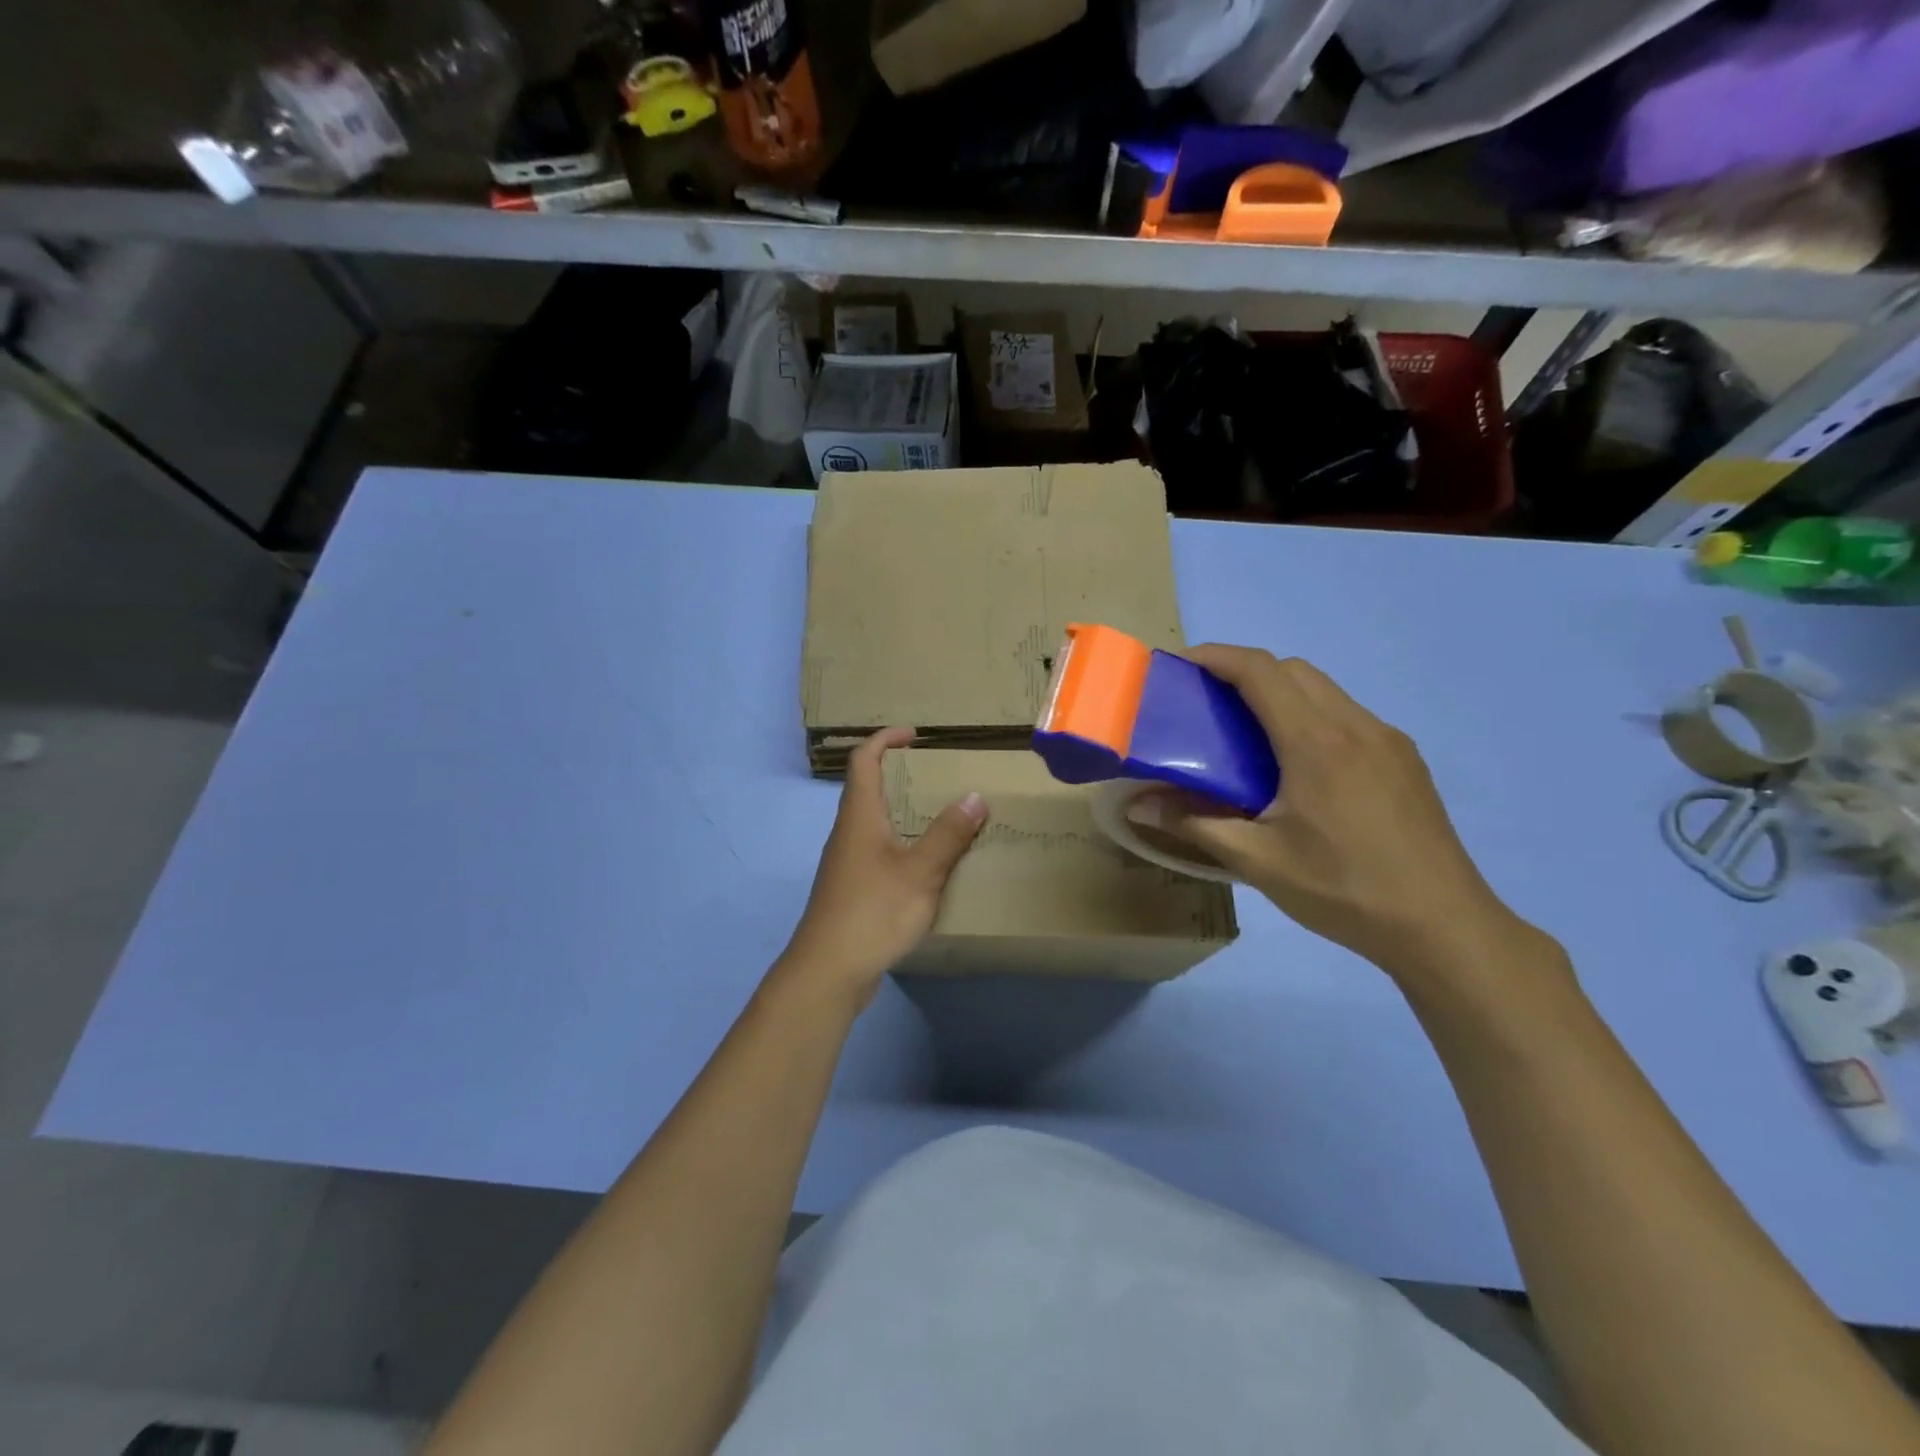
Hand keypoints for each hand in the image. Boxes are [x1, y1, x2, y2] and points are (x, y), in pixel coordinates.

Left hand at [779, 727, 987, 1002]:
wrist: (828, 971)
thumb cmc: (872, 912)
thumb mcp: (920, 872)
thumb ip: (948, 834)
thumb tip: (974, 796)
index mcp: (859, 816)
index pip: (863, 760)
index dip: (886, 739)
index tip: (916, 735)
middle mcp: (848, 832)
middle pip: (870, 789)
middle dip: (903, 776)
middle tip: (942, 778)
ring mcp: (848, 863)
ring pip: (876, 823)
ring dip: (906, 813)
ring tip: (946, 818)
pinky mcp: (853, 889)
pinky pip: (881, 851)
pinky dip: (905, 844)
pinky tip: (931, 865)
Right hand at [1127, 646, 1526, 983]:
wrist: (1443, 926)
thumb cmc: (1343, 890)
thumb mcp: (1259, 861)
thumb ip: (1195, 824)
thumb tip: (1138, 805)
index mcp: (1316, 743)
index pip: (1261, 671)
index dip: (1217, 657)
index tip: (1181, 664)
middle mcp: (1356, 726)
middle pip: (1293, 671)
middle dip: (1246, 672)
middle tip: (1209, 704)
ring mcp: (1387, 741)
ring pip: (1325, 691)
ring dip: (1282, 694)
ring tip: (1249, 736)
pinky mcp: (1405, 761)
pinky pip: (1349, 717)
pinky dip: (1313, 718)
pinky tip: (1301, 768)